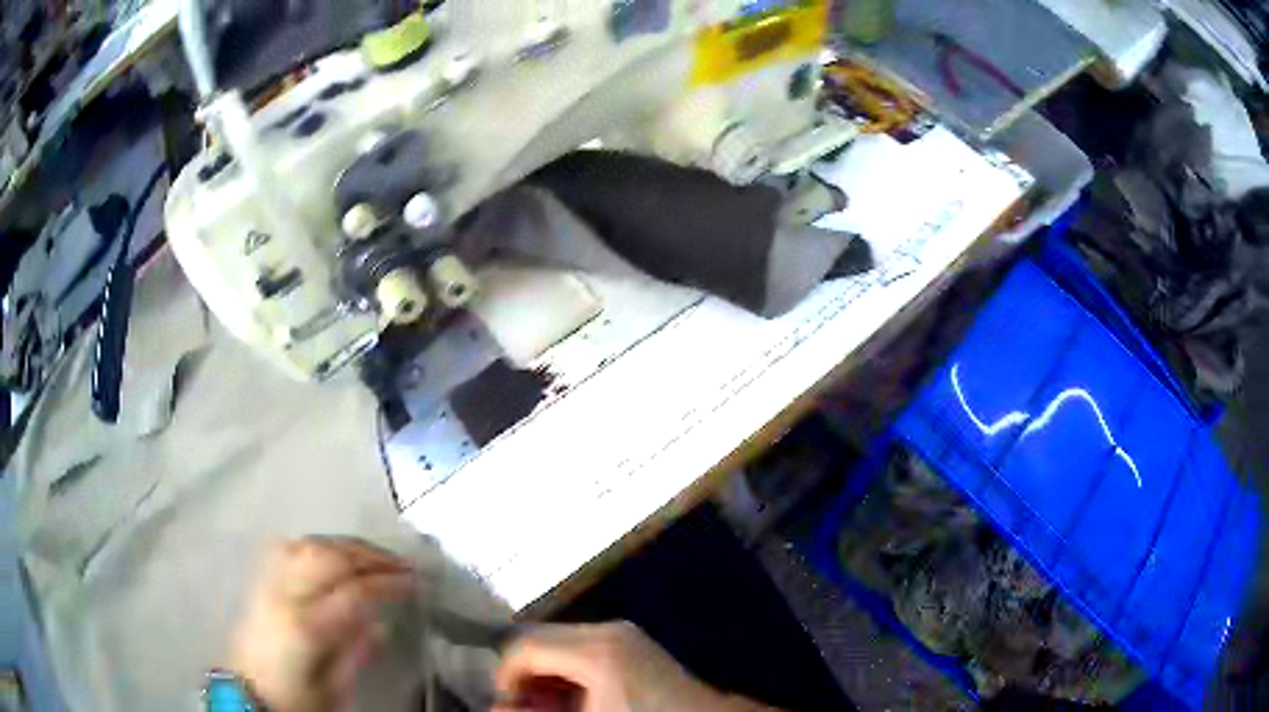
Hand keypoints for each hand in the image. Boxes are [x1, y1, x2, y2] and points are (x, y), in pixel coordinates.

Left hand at [230, 538, 416, 711]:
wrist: (249, 693)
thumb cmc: (297, 698)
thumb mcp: (335, 688)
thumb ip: (356, 652)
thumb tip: (381, 623)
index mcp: (307, 627)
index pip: (353, 591)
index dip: (388, 583)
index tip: (414, 582)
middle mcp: (285, 595)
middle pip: (329, 557)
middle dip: (369, 555)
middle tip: (400, 564)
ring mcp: (269, 583)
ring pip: (309, 545)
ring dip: (345, 546)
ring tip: (372, 556)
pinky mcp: (261, 581)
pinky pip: (290, 548)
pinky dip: (317, 545)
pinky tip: (332, 553)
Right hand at [494, 622, 768, 711]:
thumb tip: (496, 708)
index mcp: (596, 648)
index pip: (524, 646)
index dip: (505, 676)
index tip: (506, 706)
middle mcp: (608, 630)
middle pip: (540, 639)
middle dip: (525, 675)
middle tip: (524, 707)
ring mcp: (623, 633)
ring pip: (559, 643)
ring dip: (545, 674)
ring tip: (548, 706)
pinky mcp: (633, 643)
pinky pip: (582, 648)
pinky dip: (568, 671)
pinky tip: (573, 699)